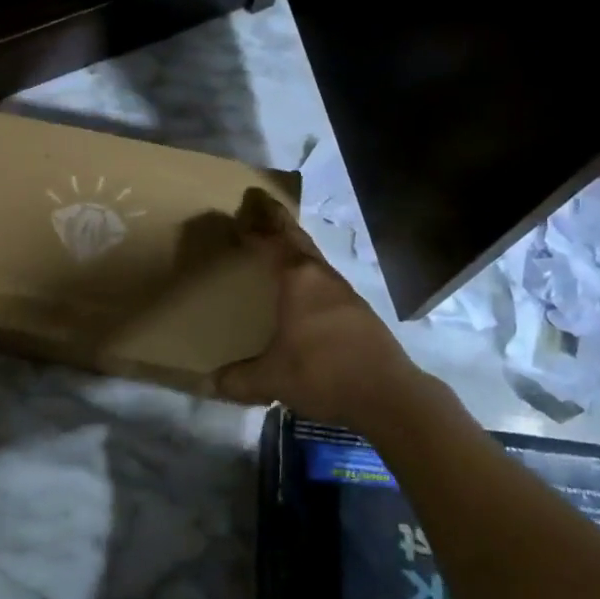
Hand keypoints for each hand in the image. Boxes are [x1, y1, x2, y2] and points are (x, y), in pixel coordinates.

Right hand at [213, 188, 420, 425]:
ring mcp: (344, 293)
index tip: (240, 213)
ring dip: (296, 246)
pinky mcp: (359, 312)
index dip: (254, 228)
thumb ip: (239, 379)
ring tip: (280, 244)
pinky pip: (325, 279)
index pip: (270, 243)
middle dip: (278, 220)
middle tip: (262, 204)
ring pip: (314, 258)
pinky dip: (309, 271)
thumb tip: (211, 384)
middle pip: (296, 239)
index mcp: (298, 280)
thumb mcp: (273, 379)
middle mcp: (321, 277)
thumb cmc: (323, 373)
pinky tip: (306, 290)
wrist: (388, 395)